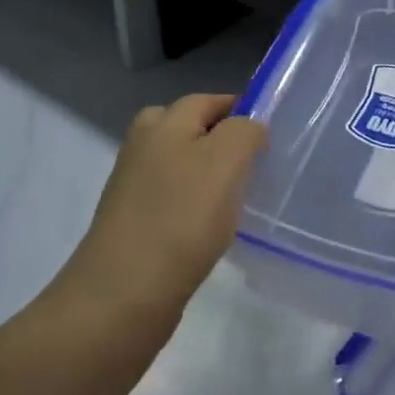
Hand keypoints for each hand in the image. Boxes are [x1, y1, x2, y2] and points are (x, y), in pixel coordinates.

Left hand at [52, 94, 265, 334]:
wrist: (124, 295)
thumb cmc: (182, 220)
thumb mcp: (225, 161)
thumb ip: (244, 131)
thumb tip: (250, 125)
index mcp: (163, 124)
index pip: (207, 100)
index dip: (240, 110)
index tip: (270, 135)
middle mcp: (143, 147)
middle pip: (186, 127)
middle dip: (219, 137)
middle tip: (252, 162)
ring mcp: (134, 186)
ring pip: (179, 164)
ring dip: (207, 173)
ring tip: (237, 197)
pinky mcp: (134, 222)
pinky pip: (172, 198)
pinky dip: (193, 204)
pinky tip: (212, 227)